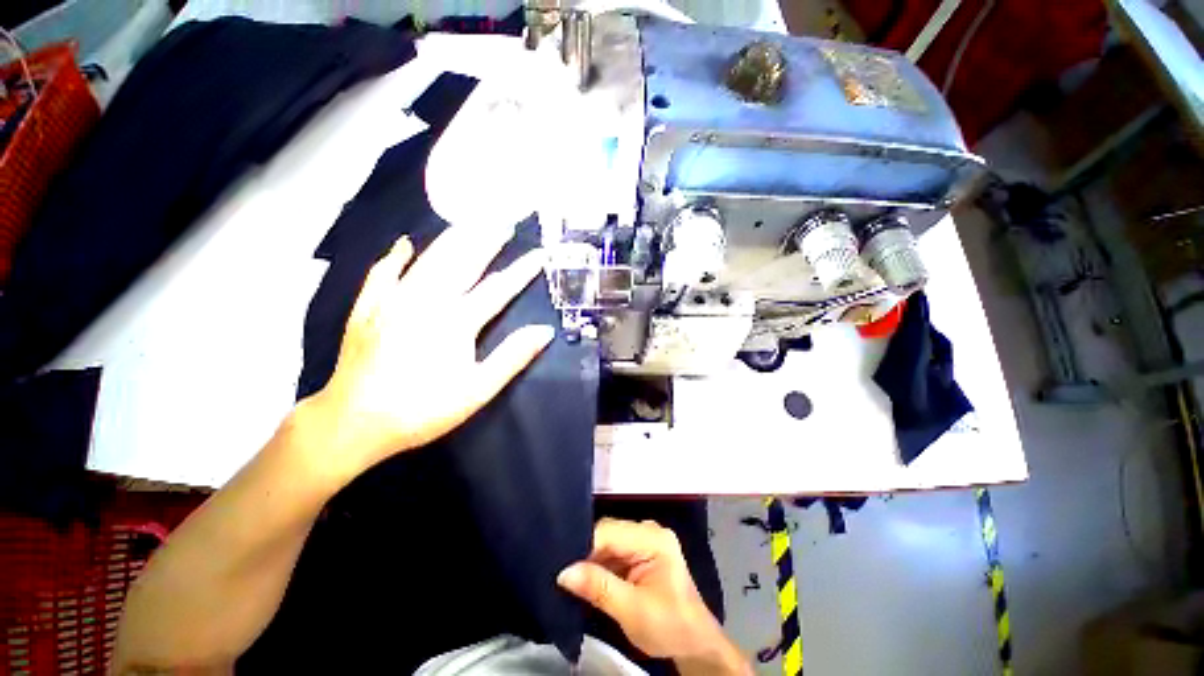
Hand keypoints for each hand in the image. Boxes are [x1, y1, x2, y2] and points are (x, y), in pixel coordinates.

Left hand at [300, 226, 553, 480]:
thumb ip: (513, 357)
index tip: (540, 254)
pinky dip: (395, 256)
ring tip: (470, 223)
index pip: (498, 289)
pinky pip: (383, 272)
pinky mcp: (368, 308)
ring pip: (428, 260)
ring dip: (452, 239)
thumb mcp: (477, 390)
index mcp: (456, 321)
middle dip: (487, 241)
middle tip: (505, 222)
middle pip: (463, 262)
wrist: (352, 422)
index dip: (522, 271)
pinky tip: (404, 244)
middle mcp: (426, 301)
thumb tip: (545, 331)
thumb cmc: (422, 409)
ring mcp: (393, 300)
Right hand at [558, 519, 749, 674]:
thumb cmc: (669, 626)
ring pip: (608, 541)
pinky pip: (613, 551)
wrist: (694, 643)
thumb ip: (598, 588)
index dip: (584, 546)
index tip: (561, 565)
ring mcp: (645, 540)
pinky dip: (600, 565)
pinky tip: (587, 577)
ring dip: (591, 559)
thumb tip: (564, 572)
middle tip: (563, 573)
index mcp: (653, 538)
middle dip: (586, 552)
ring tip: (570, 575)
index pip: (610, 532)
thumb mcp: (632, 611)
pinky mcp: (640, 551)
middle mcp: (648, 530)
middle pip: (608, 533)